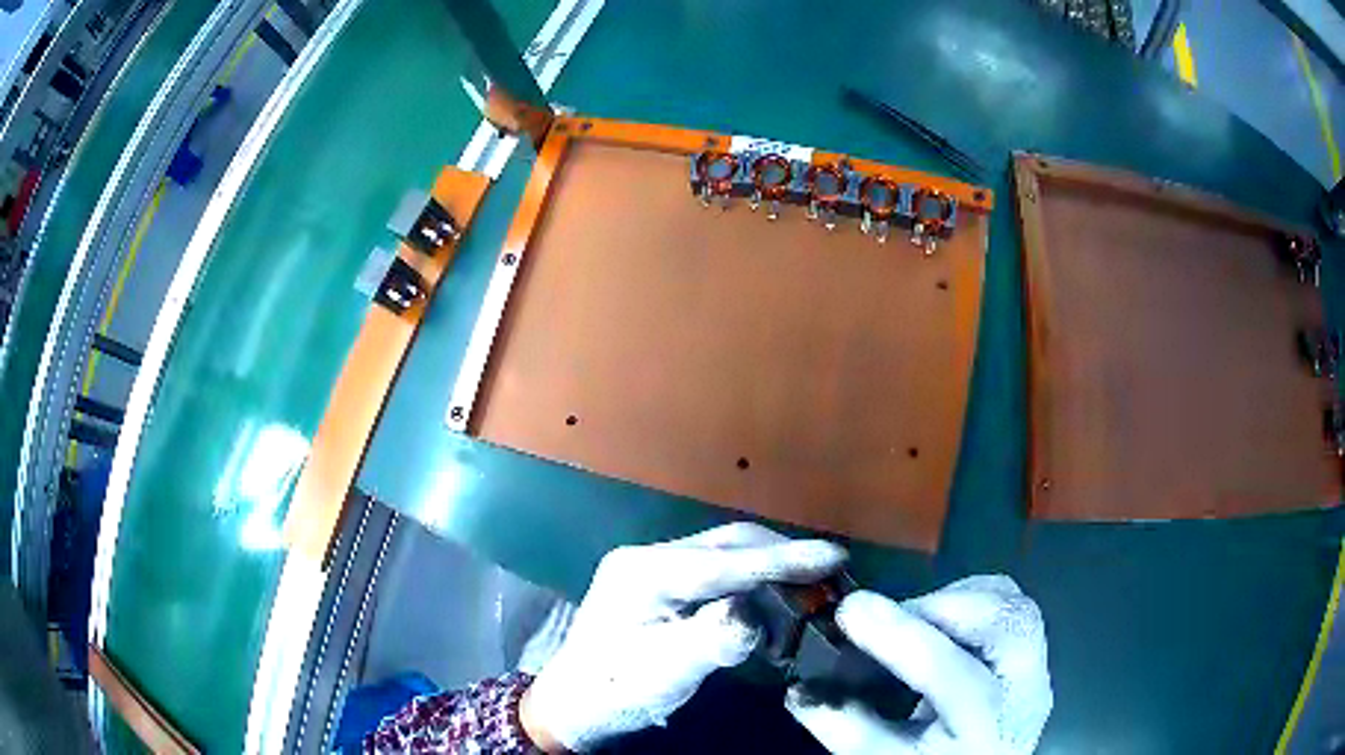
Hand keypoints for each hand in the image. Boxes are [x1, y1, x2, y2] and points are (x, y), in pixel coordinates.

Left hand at [520, 523, 846, 751]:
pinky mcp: (661, 584)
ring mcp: (653, 567)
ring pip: (726, 553)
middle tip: (830, 573)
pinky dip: (751, 580)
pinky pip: (717, 571)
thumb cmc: (616, 690)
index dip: (784, 560)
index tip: (835, 555)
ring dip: (769, 566)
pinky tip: (771, 597)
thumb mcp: (665, 672)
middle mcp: (649, 557)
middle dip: (781, 557)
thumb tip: (755, 613)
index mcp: (644, 572)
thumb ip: (711, 639)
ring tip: (809, 584)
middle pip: (728, 545)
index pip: (725, 561)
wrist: (576, 702)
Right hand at [786, 575, 1051, 754]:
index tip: (851, 610)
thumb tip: (801, 687)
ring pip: (1017, 604)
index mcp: (984, 727)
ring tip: (917, 620)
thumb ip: (845, 724)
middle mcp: (1024, 691)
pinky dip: (977, 600)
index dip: (899, 636)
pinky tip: (945, 624)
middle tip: (892, 618)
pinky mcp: (1035, 654)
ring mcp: (1038, 669)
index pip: (949, 673)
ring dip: (962, 599)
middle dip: (943, 607)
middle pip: (1006, 622)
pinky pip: (1016, 606)